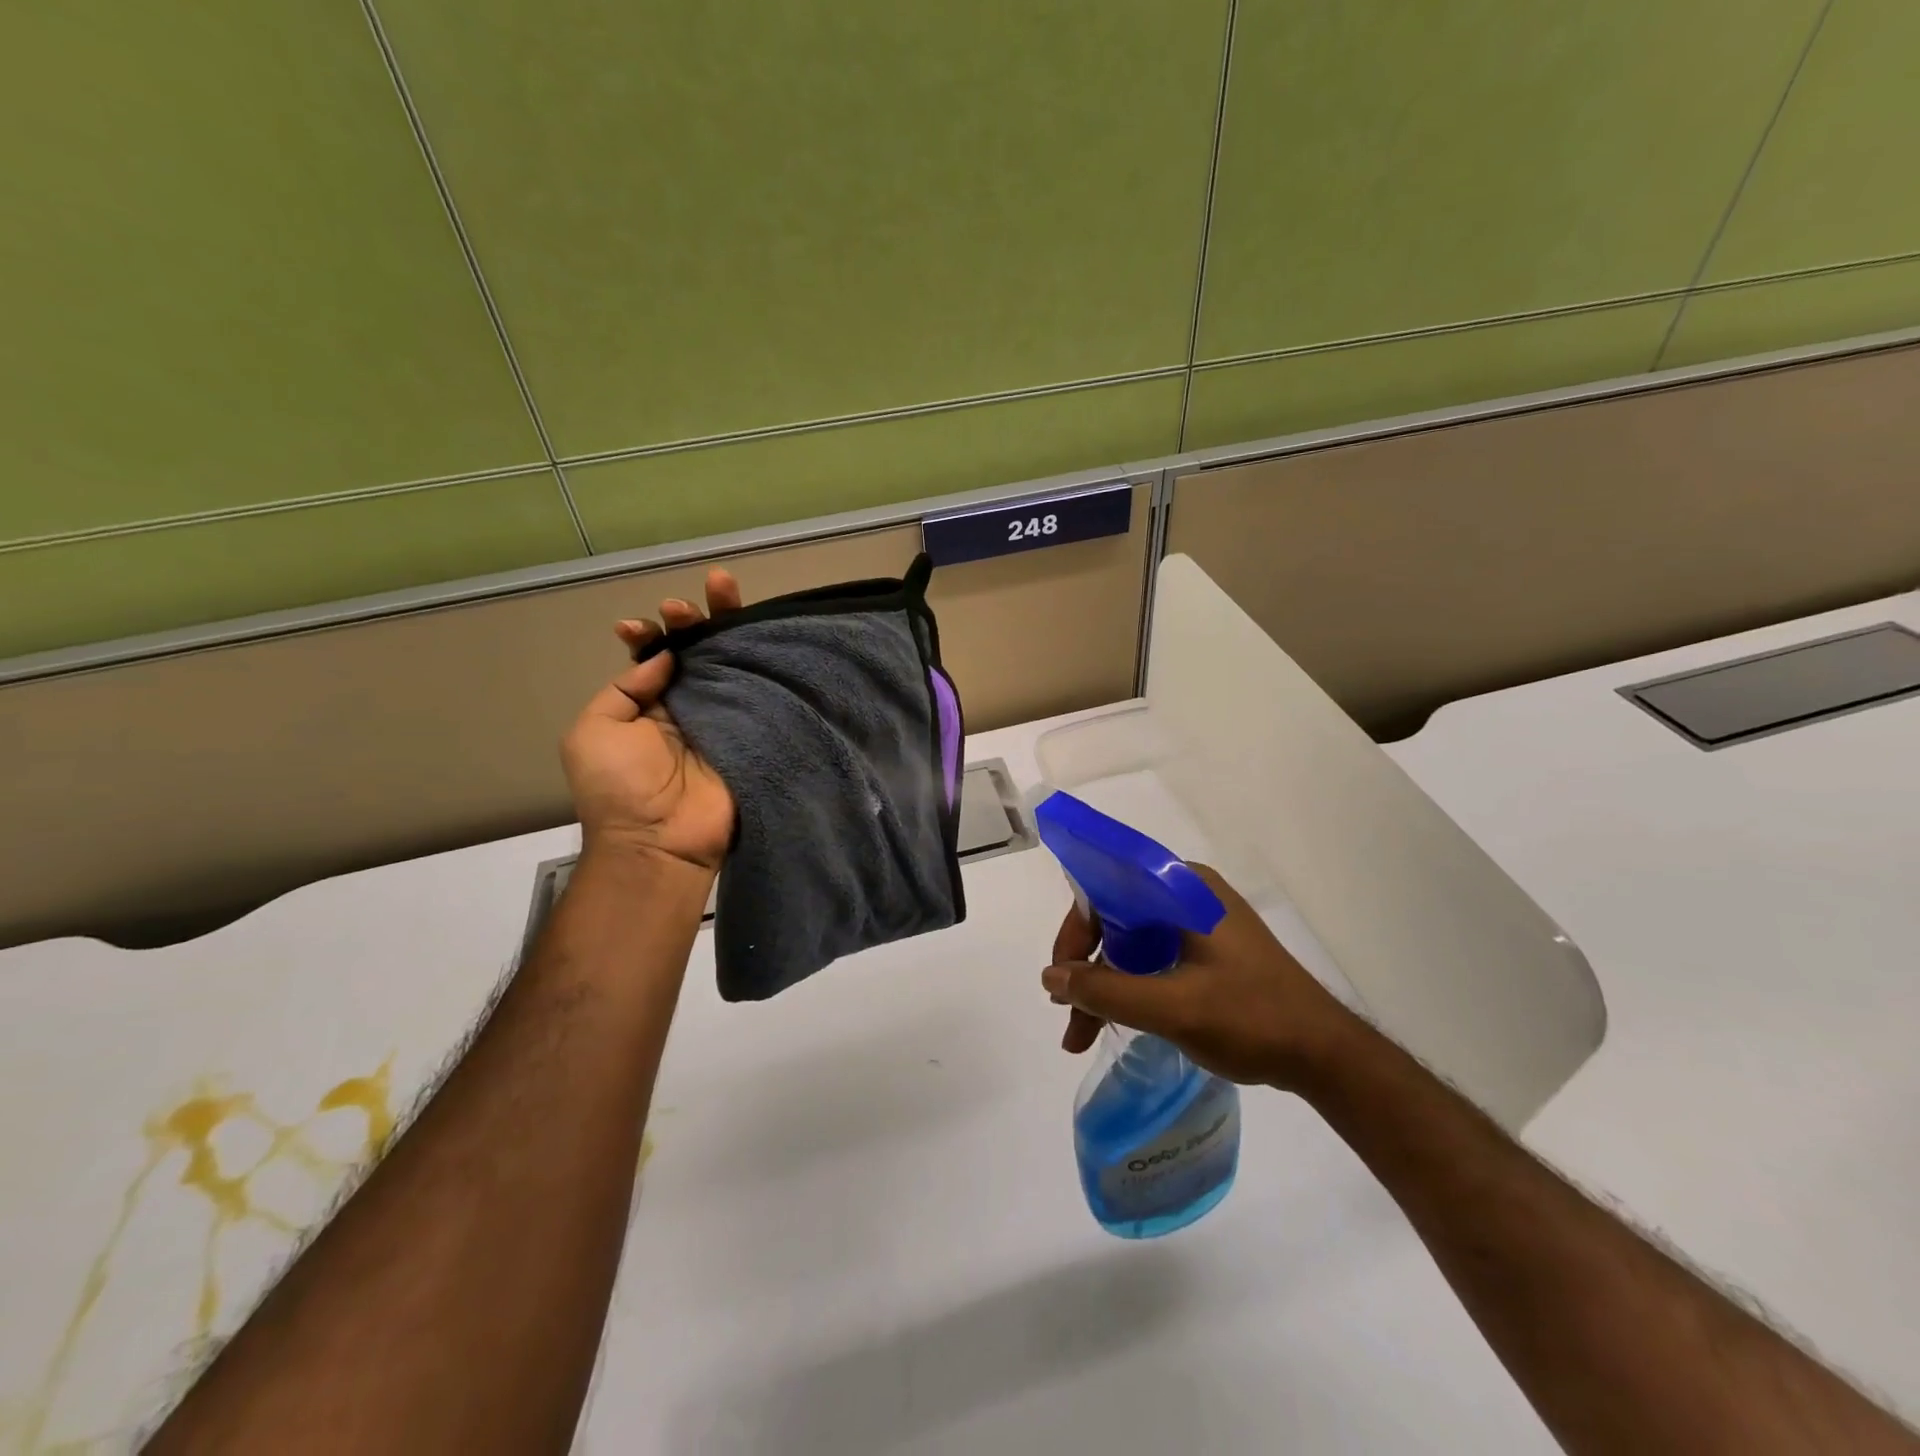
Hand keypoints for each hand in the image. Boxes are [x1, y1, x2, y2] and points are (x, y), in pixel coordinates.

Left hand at [560, 569, 742, 870]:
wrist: (660, 841)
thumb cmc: (618, 789)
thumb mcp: (594, 731)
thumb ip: (624, 689)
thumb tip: (665, 657)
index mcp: (648, 705)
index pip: (654, 658)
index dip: (649, 636)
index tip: (637, 627)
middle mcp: (689, 705)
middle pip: (698, 652)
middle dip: (693, 619)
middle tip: (688, 602)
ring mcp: (725, 717)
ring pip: (732, 662)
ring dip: (727, 626)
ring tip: (722, 586)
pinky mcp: (754, 731)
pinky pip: (761, 691)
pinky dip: (762, 660)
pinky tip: (759, 630)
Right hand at [1042, 865, 1360, 1090]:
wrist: (1325, 1055)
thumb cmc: (1252, 1018)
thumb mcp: (1172, 1007)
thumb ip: (1106, 991)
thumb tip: (1050, 978)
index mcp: (1181, 888)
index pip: (1107, 888)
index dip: (1076, 929)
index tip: (1060, 975)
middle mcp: (1185, 894)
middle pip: (1114, 918)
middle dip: (1085, 966)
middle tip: (1064, 1011)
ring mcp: (1197, 923)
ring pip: (1129, 943)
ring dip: (1101, 985)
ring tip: (1079, 1035)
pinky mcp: (1205, 950)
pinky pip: (1150, 959)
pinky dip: (1127, 989)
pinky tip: (1110, 1023)